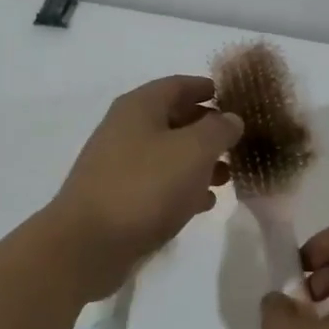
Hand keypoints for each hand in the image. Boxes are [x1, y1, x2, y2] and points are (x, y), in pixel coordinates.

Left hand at [47, 76, 242, 298]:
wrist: (90, 243)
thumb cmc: (146, 186)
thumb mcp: (193, 151)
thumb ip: (218, 130)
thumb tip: (231, 118)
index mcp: (140, 106)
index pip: (179, 85)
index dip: (207, 88)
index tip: (236, 99)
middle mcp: (126, 129)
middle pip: (174, 119)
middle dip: (207, 129)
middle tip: (239, 141)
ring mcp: (119, 164)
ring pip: (168, 154)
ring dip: (199, 161)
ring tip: (228, 176)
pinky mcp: (119, 197)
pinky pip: (158, 183)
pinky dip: (182, 188)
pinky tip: (204, 203)